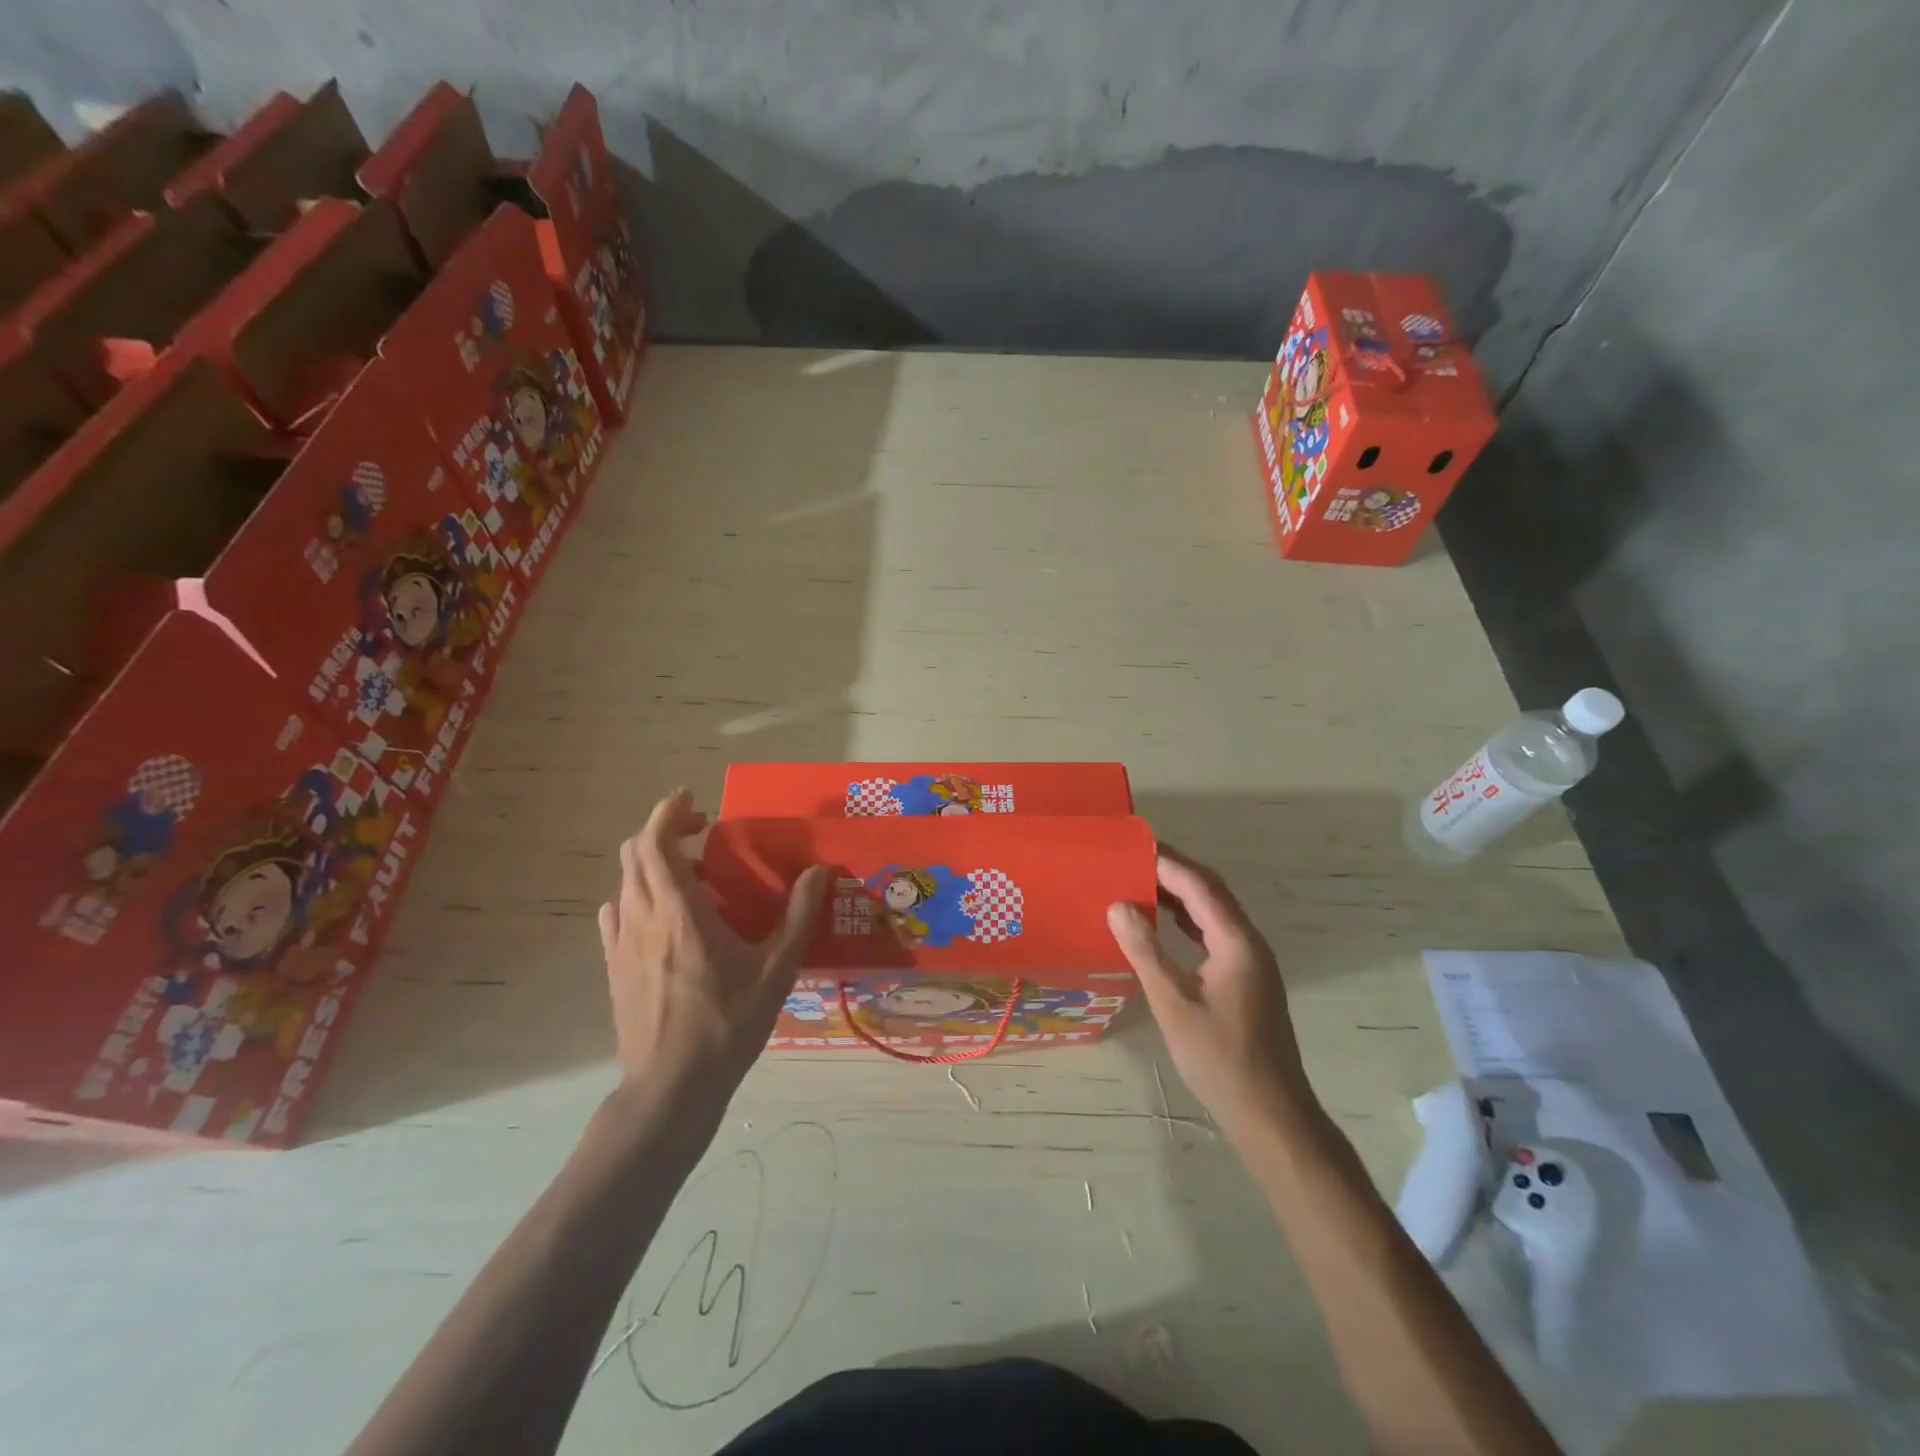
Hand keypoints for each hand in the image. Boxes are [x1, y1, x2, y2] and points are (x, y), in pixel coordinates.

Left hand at [597, 790, 828, 1103]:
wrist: (670, 1087)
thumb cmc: (726, 1024)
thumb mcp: (775, 969)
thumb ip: (798, 915)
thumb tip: (819, 870)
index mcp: (679, 911)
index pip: (655, 842)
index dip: (669, 811)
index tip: (693, 798)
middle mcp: (641, 917)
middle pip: (635, 854)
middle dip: (665, 831)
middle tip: (702, 833)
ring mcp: (620, 943)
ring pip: (626, 882)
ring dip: (653, 864)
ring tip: (693, 876)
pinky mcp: (613, 966)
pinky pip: (617, 913)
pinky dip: (638, 896)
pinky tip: (665, 917)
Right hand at [1108, 847, 1312, 1135]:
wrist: (1270, 1113)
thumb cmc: (1219, 1057)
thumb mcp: (1173, 1003)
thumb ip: (1145, 950)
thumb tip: (1117, 905)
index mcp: (1236, 942)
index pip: (1199, 886)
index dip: (1166, 863)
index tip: (1131, 848)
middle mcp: (1249, 943)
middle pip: (1211, 892)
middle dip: (1173, 872)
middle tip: (1131, 860)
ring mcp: (1251, 962)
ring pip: (1214, 912)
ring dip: (1180, 895)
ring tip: (1139, 884)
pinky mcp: (1246, 979)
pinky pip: (1214, 933)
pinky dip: (1187, 920)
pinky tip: (1163, 925)